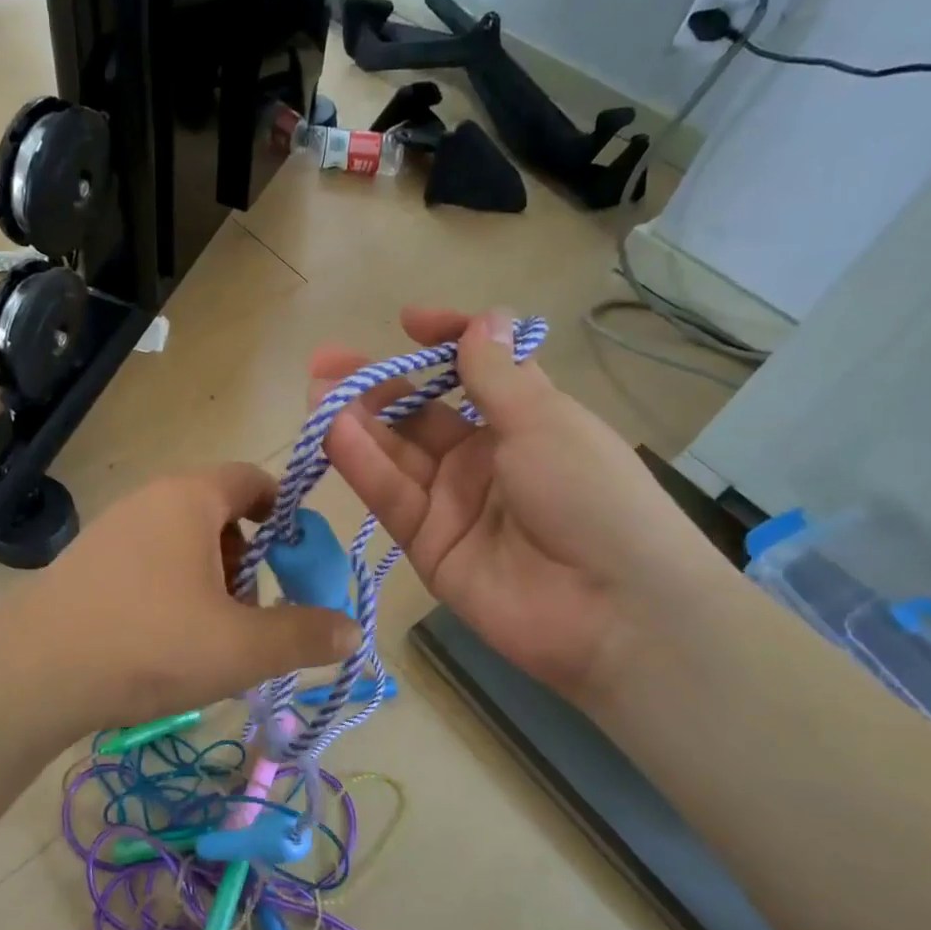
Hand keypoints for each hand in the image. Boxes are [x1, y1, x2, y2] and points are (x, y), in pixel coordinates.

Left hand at [6, 464, 361, 728]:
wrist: (33, 673)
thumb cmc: (150, 643)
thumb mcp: (240, 647)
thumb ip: (303, 635)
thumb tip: (353, 630)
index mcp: (191, 497)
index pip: (253, 479)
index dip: (285, 514)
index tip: (297, 559)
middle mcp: (151, 498)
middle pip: (220, 512)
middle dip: (248, 559)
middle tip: (253, 610)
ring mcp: (114, 528)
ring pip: (184, 540)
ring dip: (212, 578)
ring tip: (212, 633)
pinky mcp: (89, 560)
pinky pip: (150, 560)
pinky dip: (174, 588)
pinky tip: (166, 639)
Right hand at [311, 307, 731, 698]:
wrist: (614, 611)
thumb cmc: (591, 496)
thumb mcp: (545, 421)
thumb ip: (497, 375)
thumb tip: (484, 318)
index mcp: (524, 421)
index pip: (475, 372)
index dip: (444, 344)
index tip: (408, 322)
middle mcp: (483, 459)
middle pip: (420, 415)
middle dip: (376, 385)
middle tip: (327, 362)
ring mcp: (452, 503)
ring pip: (395, 454)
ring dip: (356, 421)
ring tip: (317, 391)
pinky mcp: (427, 545)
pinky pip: (391, 497)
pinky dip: (362, 465)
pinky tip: (333, 432)